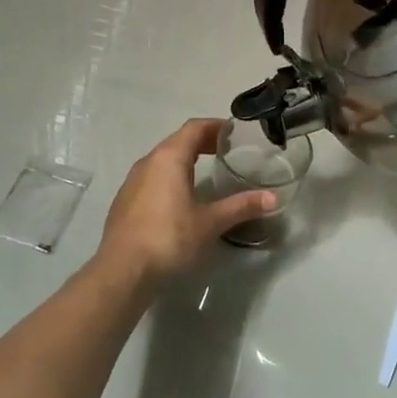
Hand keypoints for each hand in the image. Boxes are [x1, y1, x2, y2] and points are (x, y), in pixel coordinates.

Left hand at [96, 119, 274, 284]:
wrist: (122, 271)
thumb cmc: (169, 239)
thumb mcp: (210, 223)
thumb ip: (241, 206)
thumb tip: (273, 198)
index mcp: (169, 158)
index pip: (194, 128)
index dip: (215, 126)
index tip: (234, 132)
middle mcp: (148, 161)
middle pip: (178, 140)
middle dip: (202, 141)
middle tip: (226, 150)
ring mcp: (132, 181)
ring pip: (162, 159)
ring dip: (184, 158)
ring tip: (206, 170)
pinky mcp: (125, 200)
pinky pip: (152, 176)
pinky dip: (170, 175)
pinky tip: (179, 197)